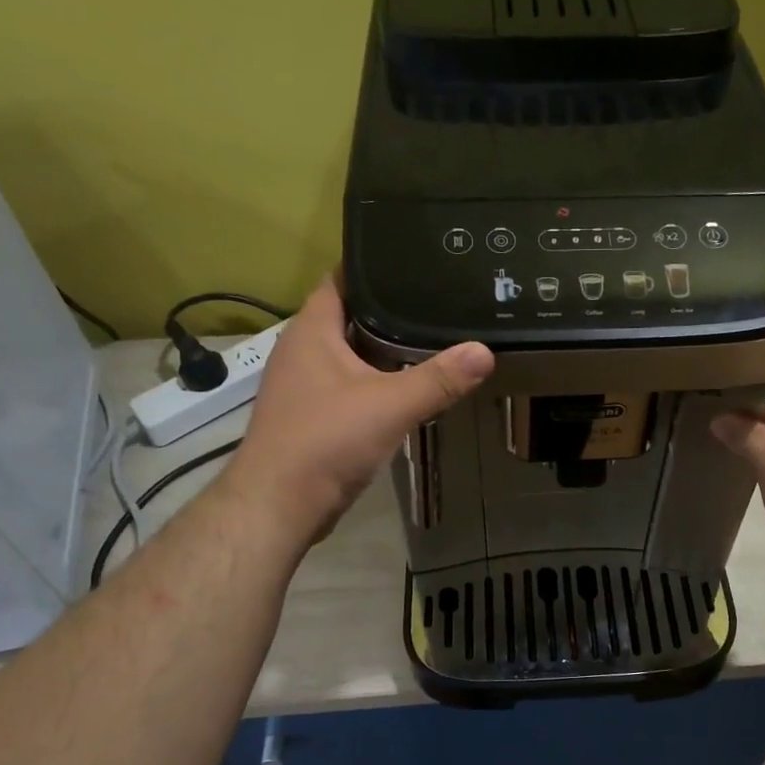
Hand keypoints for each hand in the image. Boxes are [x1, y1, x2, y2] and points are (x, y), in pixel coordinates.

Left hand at [221, 278, 492, 550]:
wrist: (280, 504)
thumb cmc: (327, 441)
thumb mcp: (390, 405)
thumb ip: (439, 379)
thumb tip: (484, 351)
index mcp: (311, 331)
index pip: (340, 280)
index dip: (373, 267)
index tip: (413, 261)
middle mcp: (300, 350)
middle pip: (347, 316)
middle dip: (387, 310)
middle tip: (434, 302)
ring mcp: (301, 385)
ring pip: (347, 354)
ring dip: (380, 350)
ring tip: (427, 339)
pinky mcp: (308, 416)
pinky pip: (345, 385)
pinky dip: (372, 381)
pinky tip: (402, 389)